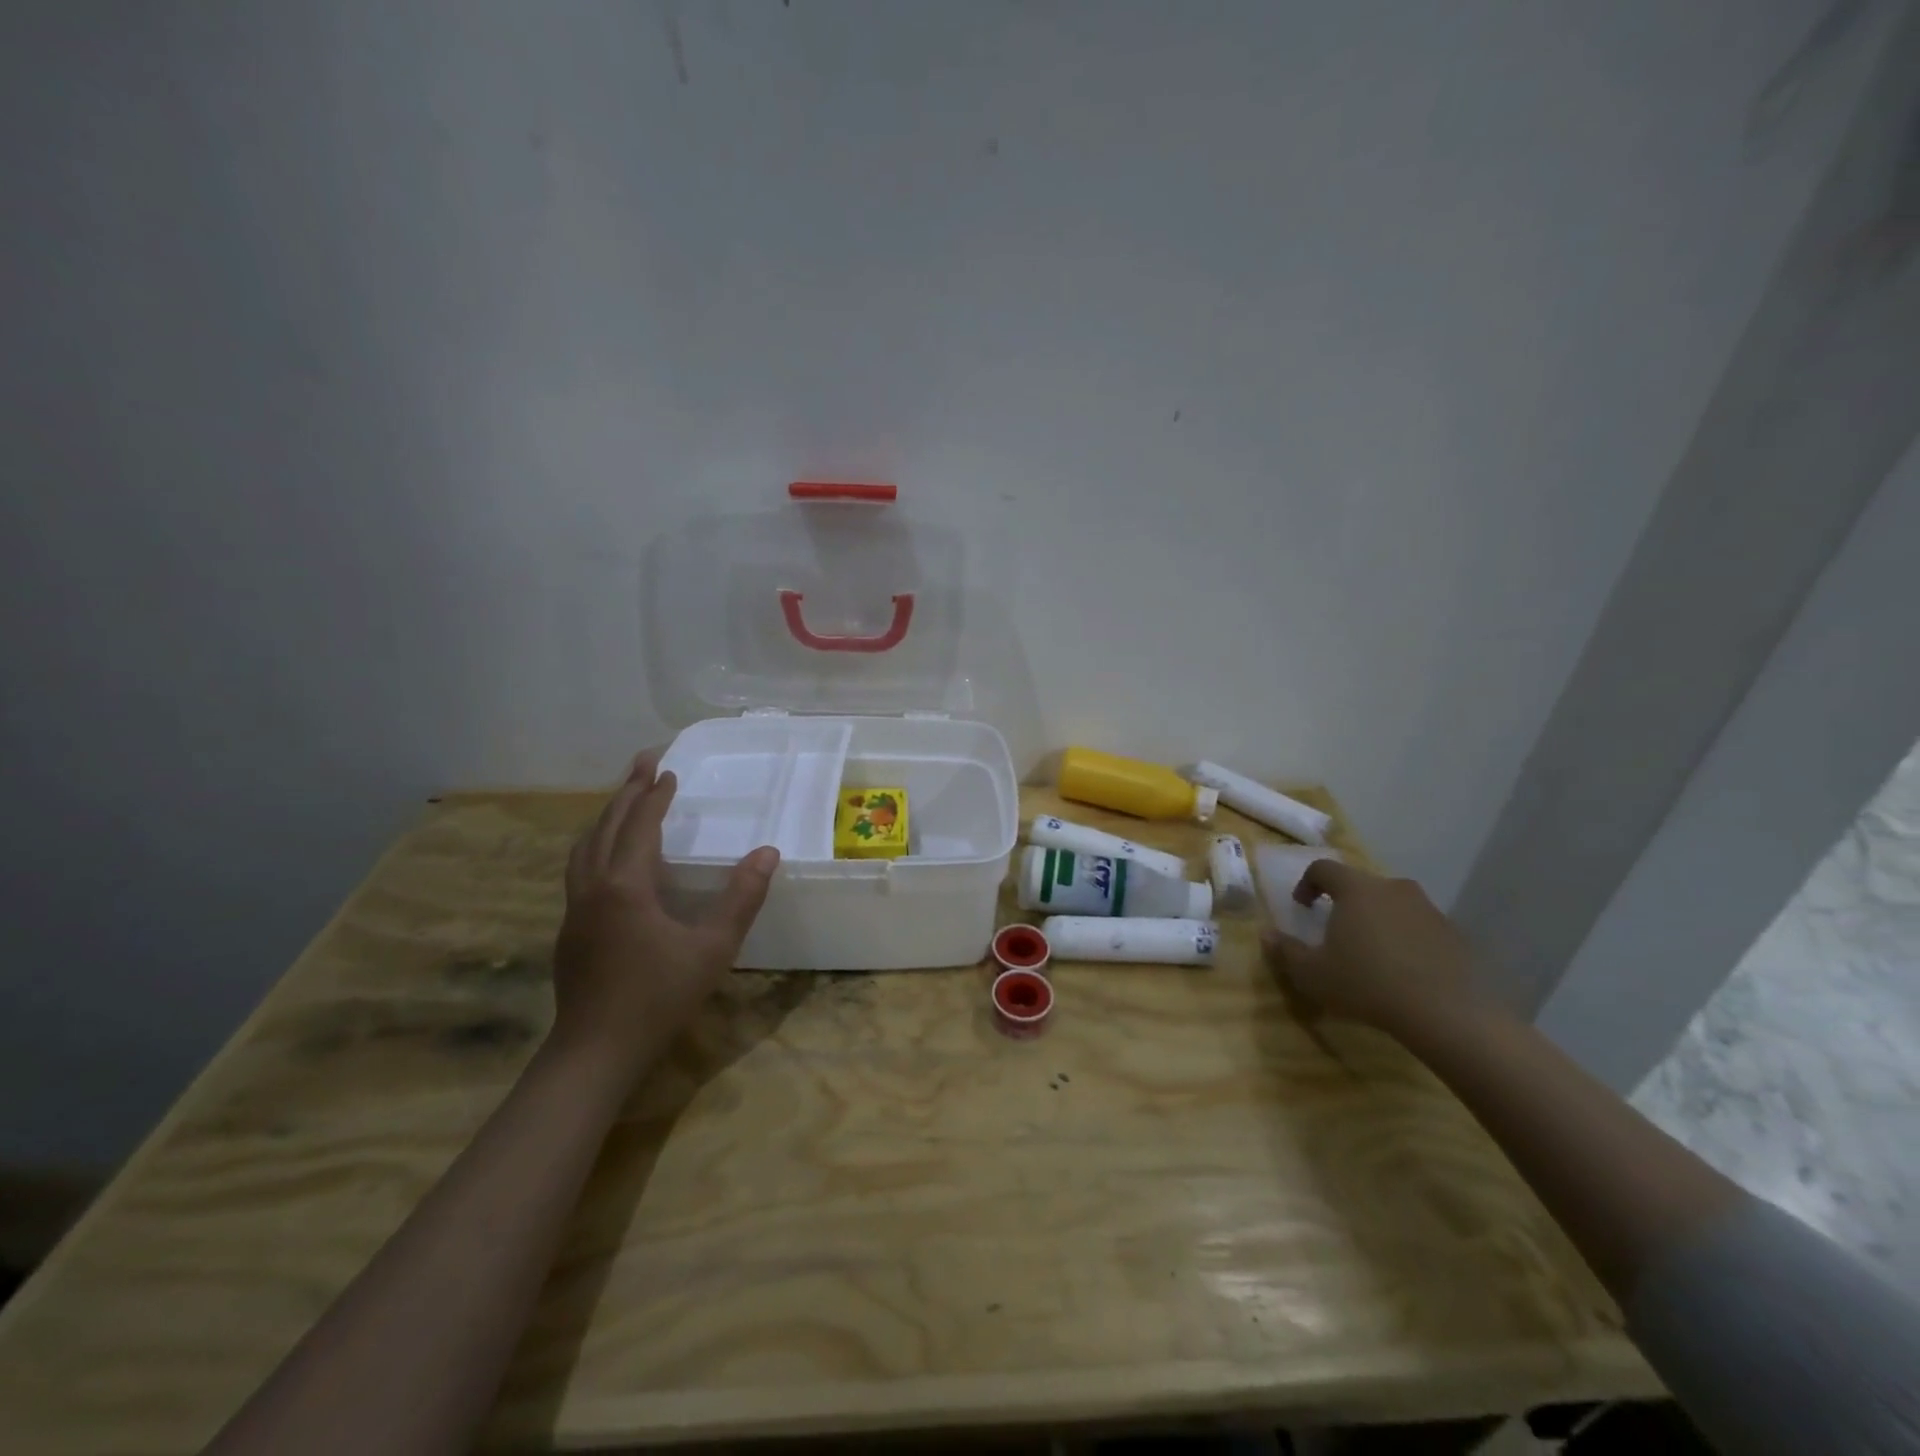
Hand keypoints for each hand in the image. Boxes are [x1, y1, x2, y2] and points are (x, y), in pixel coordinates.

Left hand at [550, 751, 779, 1082]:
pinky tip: (611, 859)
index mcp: (625, 886)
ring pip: (585, 848)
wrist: (595, 1053)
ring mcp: (575, 910)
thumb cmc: (658, 998)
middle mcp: (593, 888)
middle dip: (626, 792)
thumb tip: (768, 853)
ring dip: (606, 817)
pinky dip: (596, 845)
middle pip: (605, 827)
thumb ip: (742, 898)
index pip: (640, 826)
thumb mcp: (713, 948)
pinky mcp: (570, 931)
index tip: (670, 771)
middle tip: (644, 763)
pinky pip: (580, 869)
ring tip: (625, 800)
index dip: (655, 796)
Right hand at [1261, 860, 1476, 1038]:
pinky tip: (1403, 972)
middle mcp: (1392, 888)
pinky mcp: (1454, 934)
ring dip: (1378, 921)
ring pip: (1393, 905)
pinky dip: (1406, 940)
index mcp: (1356, 889)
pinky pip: (1420, 928)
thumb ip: (1286, 951)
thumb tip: (1266, 934)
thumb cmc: (1366, 983)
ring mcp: (1428, 909)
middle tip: (1337, 930)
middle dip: (1346, 902)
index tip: (1302, 906)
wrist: (1447, 1012)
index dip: (1307, 883)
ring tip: (1371, 953)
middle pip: (1362, 885)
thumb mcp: (1312, 974)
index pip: (1324, 869)